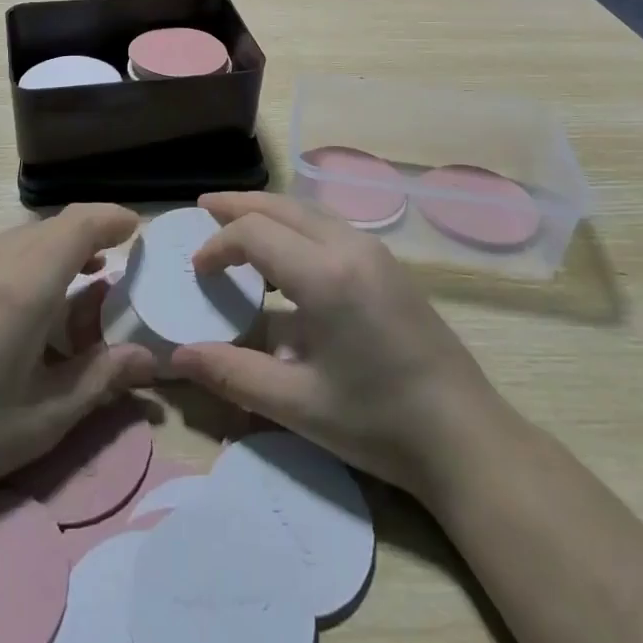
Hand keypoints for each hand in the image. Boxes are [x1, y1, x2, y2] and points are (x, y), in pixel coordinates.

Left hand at [0, 204, 156, 516]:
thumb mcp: (46, 418)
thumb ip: (102, 378)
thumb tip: (148, 358)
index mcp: (25, 284)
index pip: (79, 224)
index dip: (112, 218)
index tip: (136, 231)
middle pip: (53, 226)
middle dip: (90, 234)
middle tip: (114, 265)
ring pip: (24, 236)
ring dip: (57, 246)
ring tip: (77, 279)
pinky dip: (28, 257)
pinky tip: (27, 300)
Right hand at [167, 193, 500, 496]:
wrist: (466, 437)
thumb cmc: (378, 423)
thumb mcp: (298, 405)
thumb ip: (233, 373)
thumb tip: (177, 357)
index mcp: (324, 276)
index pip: (255, 233)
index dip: (218, 245)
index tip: (197, 271)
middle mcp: (348, 246)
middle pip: (281, 206)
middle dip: (238, 206)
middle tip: (203, 209)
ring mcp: (373, 250)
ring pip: (307, 210)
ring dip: (268, 211)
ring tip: (237, 222)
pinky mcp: (387, 263)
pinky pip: (328, 224)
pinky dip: (295, 224)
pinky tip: (286, 252)